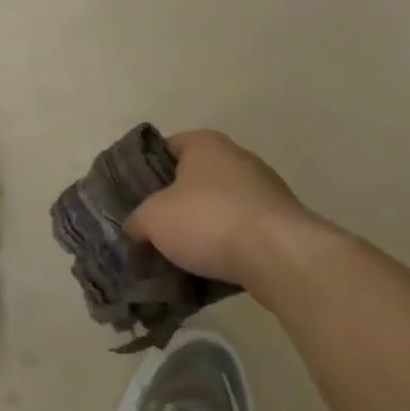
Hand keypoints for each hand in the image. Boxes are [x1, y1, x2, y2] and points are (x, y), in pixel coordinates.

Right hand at [123, 130, 321, 293]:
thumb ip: (136, 219)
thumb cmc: (208, 220)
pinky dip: (223, 245)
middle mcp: (237, 158)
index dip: (144, 169)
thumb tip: (136, 228)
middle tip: (148, 227)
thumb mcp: (152, 219)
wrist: (278, 255)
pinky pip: (239, 230)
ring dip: (198, 227)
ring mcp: (264, 189)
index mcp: (205, 144)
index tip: (130, 195)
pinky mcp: (279, 222)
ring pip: (216, 206)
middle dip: (171, 202)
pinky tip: (205, 266)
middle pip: (192, 178)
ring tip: (174, 253)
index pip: (164, 147)